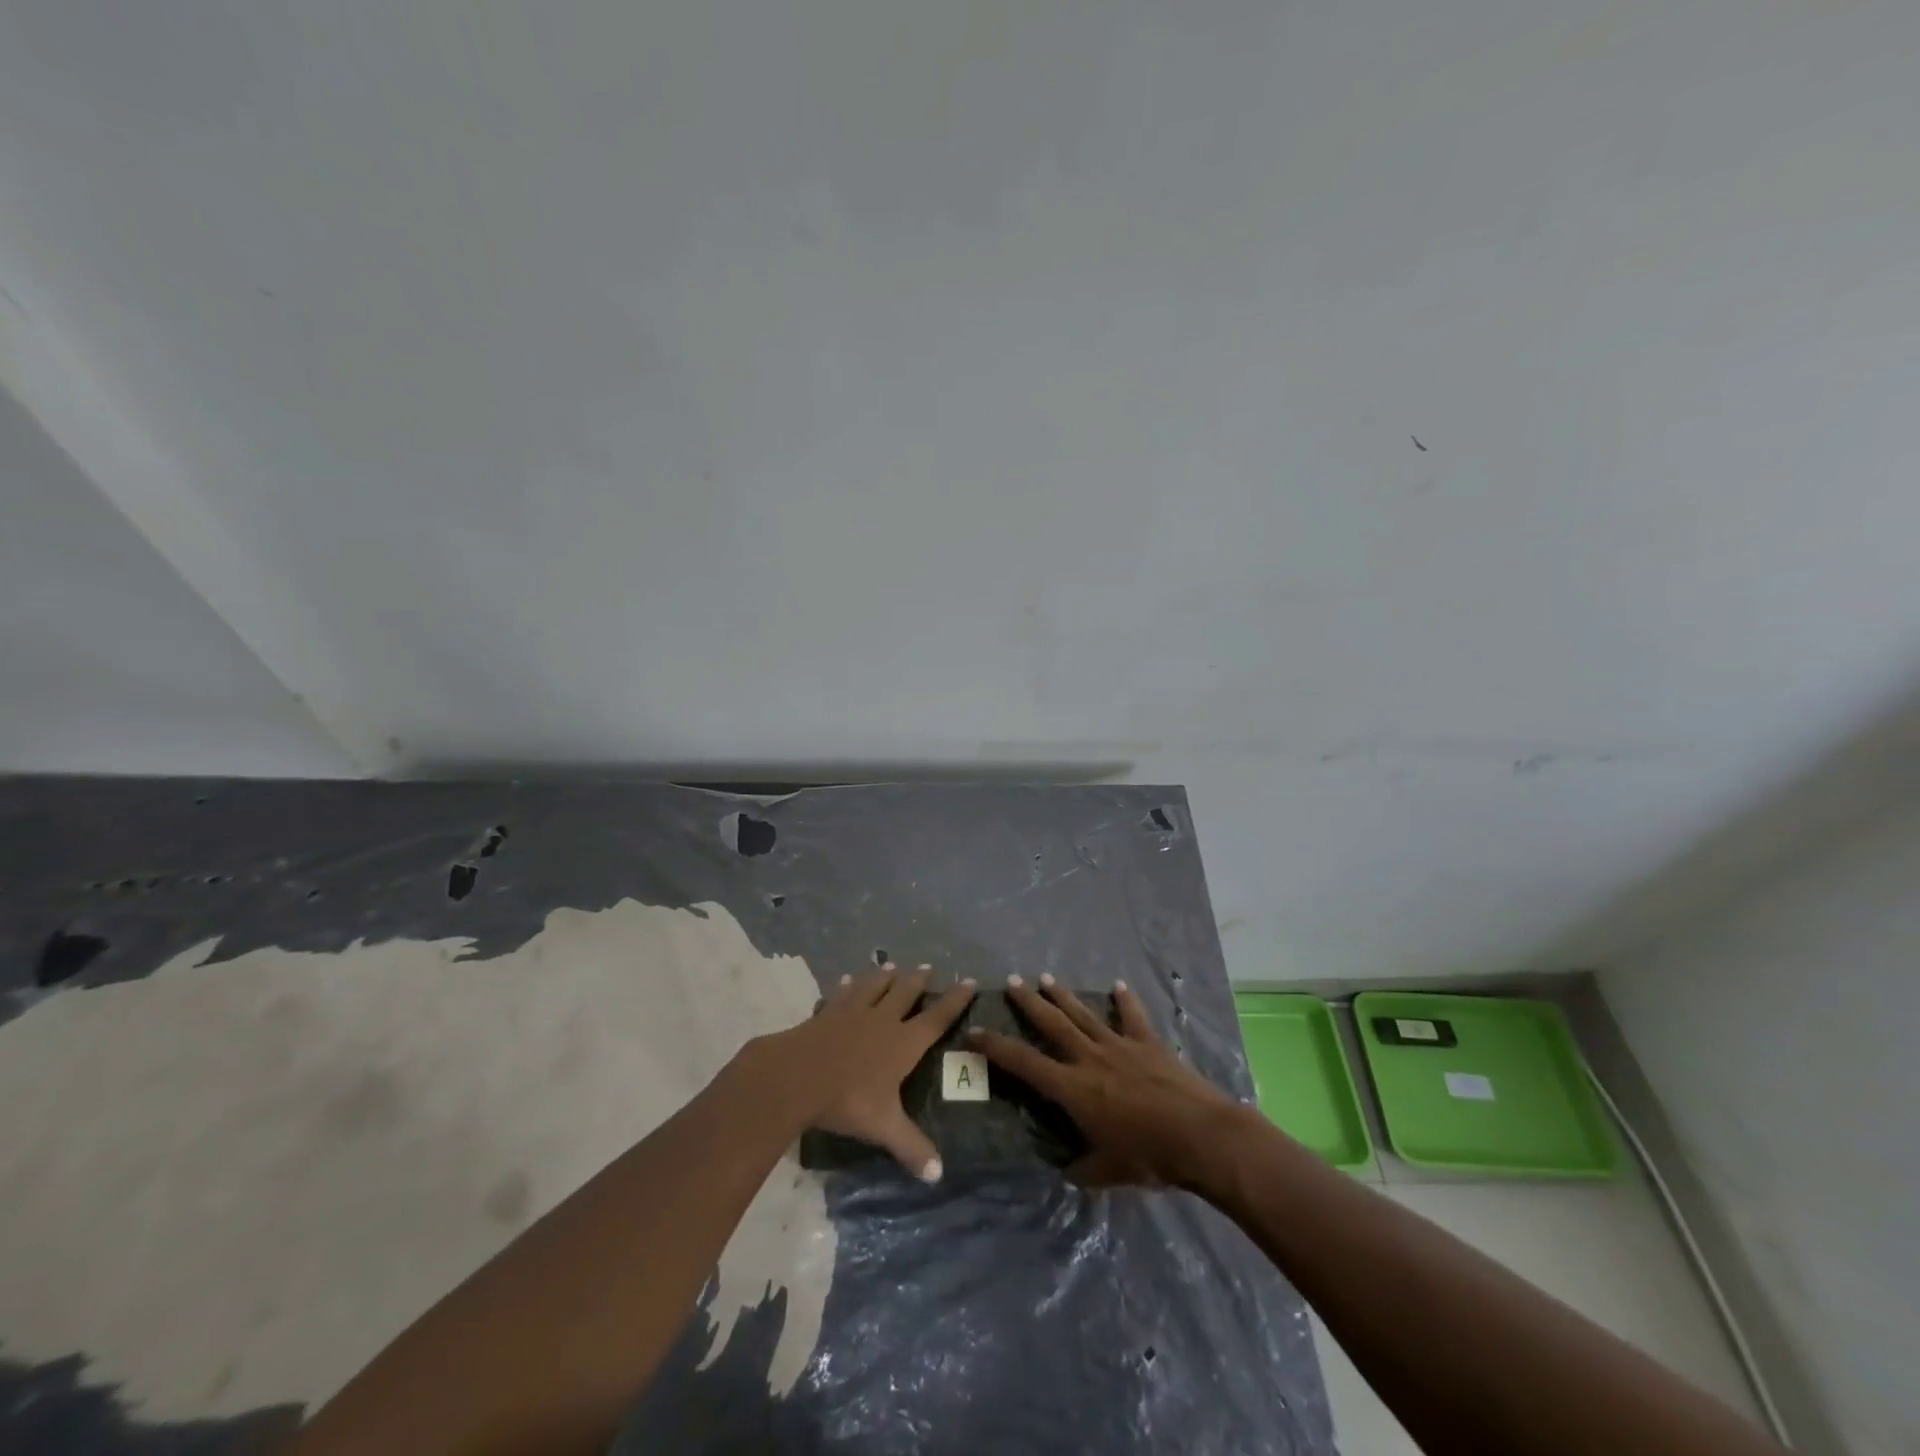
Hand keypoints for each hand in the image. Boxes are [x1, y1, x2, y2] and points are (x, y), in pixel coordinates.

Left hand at [739, 964, 975, 1182]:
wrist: (796, 1077)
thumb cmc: (847, 1100)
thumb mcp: (883, 1126)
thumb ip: (911, 1147)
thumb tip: (938, 1176)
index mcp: (903, 1043)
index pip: (936, 1018)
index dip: (955, 1000)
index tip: (970, 981)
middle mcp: (881, 1020)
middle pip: (904, 993)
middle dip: (918, 981)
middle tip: (927, 967)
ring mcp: (851, 1012)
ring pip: (873, 987)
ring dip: (883, 976)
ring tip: (890, 966)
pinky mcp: (825, 1014)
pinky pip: (840, 995)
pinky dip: (845, 986)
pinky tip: (845, 980)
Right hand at [969, 975, 1241, 1188]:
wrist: (1200, 1135)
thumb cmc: (1149, 1157)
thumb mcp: (1108, 1172)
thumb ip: (1083, 1169)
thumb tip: (1066, 1172)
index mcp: (1073, 1088)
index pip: (1024, 1063)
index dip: (996, 1047)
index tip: (974, 1031)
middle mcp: (1090, 1058)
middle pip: (1052, 1024)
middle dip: (1029, 1003)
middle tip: (1012, 982)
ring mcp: (1120, 1045)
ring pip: (1084, 1014)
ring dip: (1064, 996)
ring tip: (1046, 978)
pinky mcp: (1148, 1043)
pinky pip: (1133, 1017)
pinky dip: (1126, 1000)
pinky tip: (1119, 985)